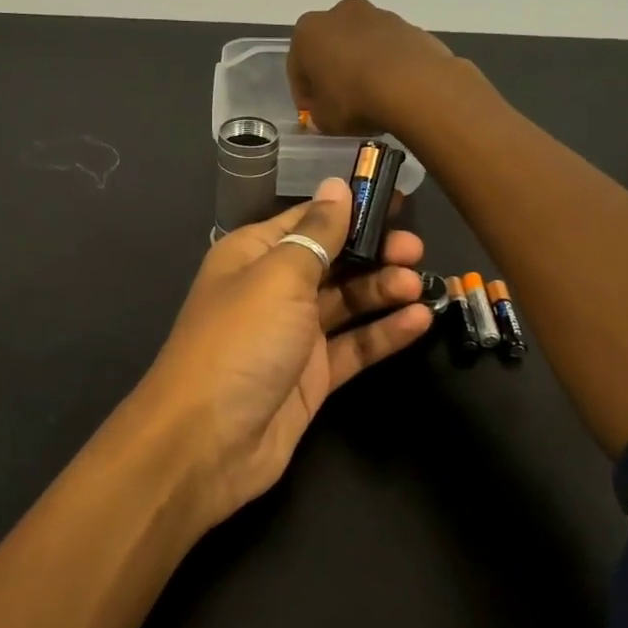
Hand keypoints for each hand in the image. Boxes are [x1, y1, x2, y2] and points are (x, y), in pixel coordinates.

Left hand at [134, 178, 433, 529]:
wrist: (207, 441)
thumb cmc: (241, 340)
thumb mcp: (279, 276)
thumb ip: (317, 233)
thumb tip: (337, 186)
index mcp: (254, 254)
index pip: (308, 220)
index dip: (350, 210)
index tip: (397, 202)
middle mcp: (273, 290)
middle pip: (332, 260)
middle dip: (373, 251)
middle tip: (415, 250)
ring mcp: (293, 335)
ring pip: (347, 303)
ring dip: (383, 290)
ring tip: (420, 283)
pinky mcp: (312, 377)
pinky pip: (354, 346)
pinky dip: (384, 333)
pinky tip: (419, 321)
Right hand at [288, 0, 462, 136]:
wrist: (413, 85)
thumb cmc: (354, 99)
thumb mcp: (324, 119)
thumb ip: (316, 114)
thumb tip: (321, 112)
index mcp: (308, 31)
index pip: (297, 66)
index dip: (304, 93)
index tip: (313, 113)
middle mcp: (340, 13)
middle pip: (330, 47)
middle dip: (332, 72)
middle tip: (340, 102)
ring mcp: (378, 15)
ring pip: (361, 45)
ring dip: (361, 66)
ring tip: (371, 97)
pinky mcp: (408, 25)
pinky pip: (388, 49)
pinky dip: (387, 65)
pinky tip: (393, 90)